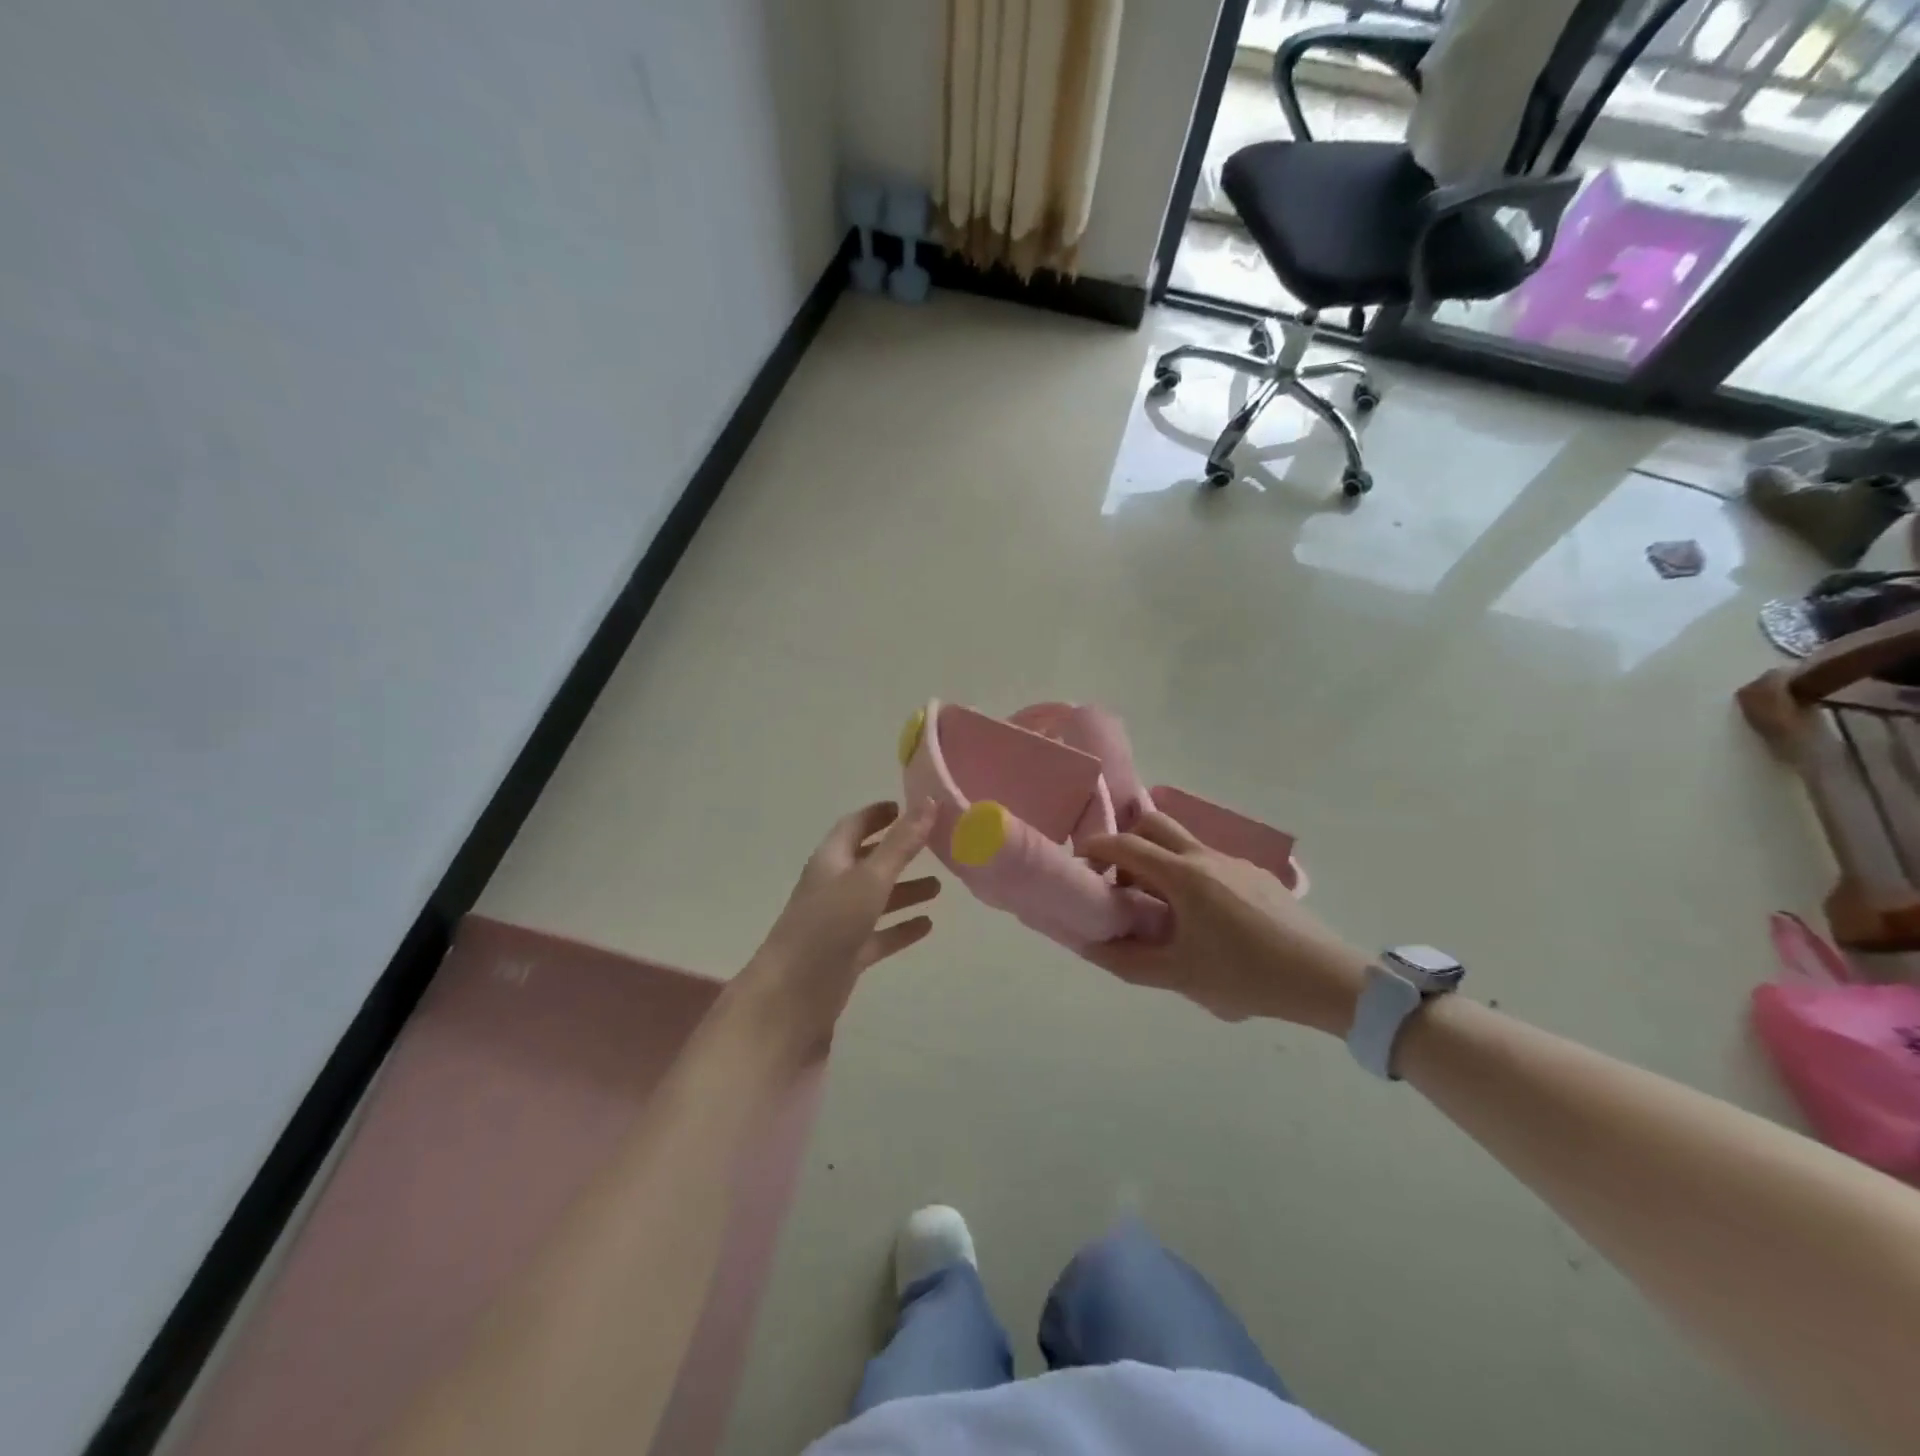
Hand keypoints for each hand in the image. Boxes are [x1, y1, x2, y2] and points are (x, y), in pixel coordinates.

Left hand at [733, 800, 939, 1054]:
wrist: (792, 996)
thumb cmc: (828, 926)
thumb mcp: (869, 879)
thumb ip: (901, 844)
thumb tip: (930, 801)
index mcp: (830, 861)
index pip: (854, 826)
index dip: (877, 815)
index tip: (906, 806)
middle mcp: (833, 887)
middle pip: (867, 862)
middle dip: (897, 852)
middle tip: (933, 844)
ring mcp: (839, 923)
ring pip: (876, 899)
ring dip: (904, 891)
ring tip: (939, 887)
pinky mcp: (846, 955)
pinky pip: (879, 935)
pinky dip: (901, 928)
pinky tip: (926, 926)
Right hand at [1080, 814, 1366, 1032]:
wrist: (1324, 977)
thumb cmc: (1246, 975)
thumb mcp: (1180, 976)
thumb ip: (1128, 961)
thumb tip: (1089, 947)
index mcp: (1183, 875)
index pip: (1126, 845)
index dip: (1096, 848)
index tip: (1080, 864)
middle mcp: (1206, 856)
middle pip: (1154, 824)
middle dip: (1127, 842)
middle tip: (1118, 880)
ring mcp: (1234, 862)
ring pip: (1183, 843)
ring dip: (1158, 861)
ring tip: (1157, 907)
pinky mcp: (1256, 874)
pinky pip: (1208, 861)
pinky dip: (1187, 874)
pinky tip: (1201, 918)